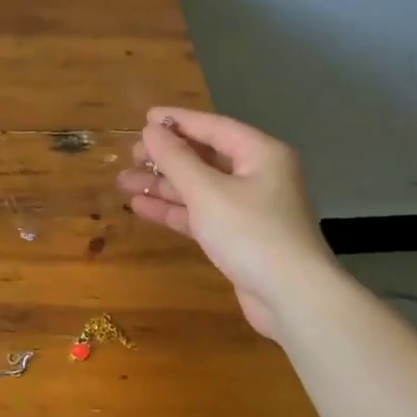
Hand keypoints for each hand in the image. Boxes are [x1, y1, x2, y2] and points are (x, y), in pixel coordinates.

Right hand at [116, 107, 335, 340]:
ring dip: (163, 185)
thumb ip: (176, 159)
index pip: (213, 127)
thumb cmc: (251, 233)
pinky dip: (174, 209)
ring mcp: (248, 208)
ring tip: (123, 182)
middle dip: (165, 157)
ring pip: (199, 187)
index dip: (177, 121)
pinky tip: (141, 207)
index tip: (144, 118)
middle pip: (205, 157)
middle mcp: (257, 175)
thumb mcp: (207, 191)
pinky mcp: (238, 236)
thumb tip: (151, 130)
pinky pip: (201, 213)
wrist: (292, 298)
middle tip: (130, 156)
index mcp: (260, 153)